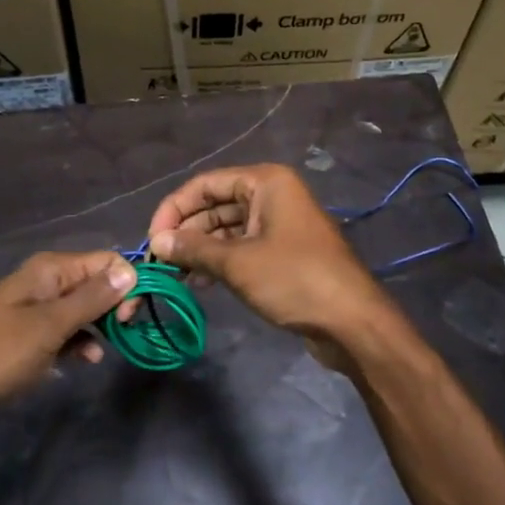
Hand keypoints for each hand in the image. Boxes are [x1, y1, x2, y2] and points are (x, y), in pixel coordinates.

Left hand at [0, 251, 135, 425]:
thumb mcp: (48, 327)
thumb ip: (91, 299)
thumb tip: (131, 271)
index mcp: (50, 270)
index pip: (106, 261)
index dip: (125, 284)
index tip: (128, 317)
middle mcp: (45, 284)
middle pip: (97, 283)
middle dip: (116, 305)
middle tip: (121, 335)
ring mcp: (35, 313)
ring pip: (83, 310)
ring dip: (100, 327)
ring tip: (107, 352)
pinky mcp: (28, 341)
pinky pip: (66, 334)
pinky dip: (80, 344)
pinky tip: (86, 361)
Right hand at [146, 164, 403, 363]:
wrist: (352, 321)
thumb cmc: (295, 279)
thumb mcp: (238, 263)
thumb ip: (194, 249)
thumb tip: (157, 242)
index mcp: (266, 182)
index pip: (206, 184)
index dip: (175, 209)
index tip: (152, 240)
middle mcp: (272, 195)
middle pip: (216, 204)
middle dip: (186, 231)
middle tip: (160, 262)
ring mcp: (279, 223)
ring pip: (227, 228)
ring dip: (200, 249)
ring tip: (175, 276)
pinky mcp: (283, 251)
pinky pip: (242, 247)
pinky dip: (220, 261)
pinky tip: (200, 283)